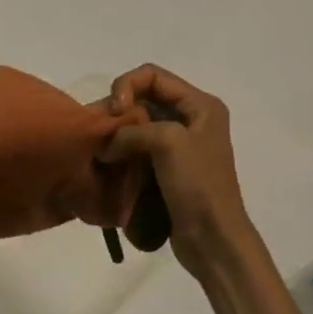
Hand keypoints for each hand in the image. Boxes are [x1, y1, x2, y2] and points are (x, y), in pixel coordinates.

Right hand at [98, 64, 258, 279]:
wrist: (213, 239)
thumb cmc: (198, 184)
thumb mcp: (168, 142)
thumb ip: (131, 130)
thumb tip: (105, 145)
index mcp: (200, 105)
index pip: (152, 75)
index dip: (126, 85)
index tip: (115, 112)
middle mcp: (191, 119)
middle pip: (143, 97)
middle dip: (118, 110)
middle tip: (99, 131)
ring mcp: (178, 145)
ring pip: (136, 124)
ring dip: (116, 133)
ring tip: (98, 148)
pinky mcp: (167, 168)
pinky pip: (137, 148)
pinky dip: (120, 151)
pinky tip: (107, 162)